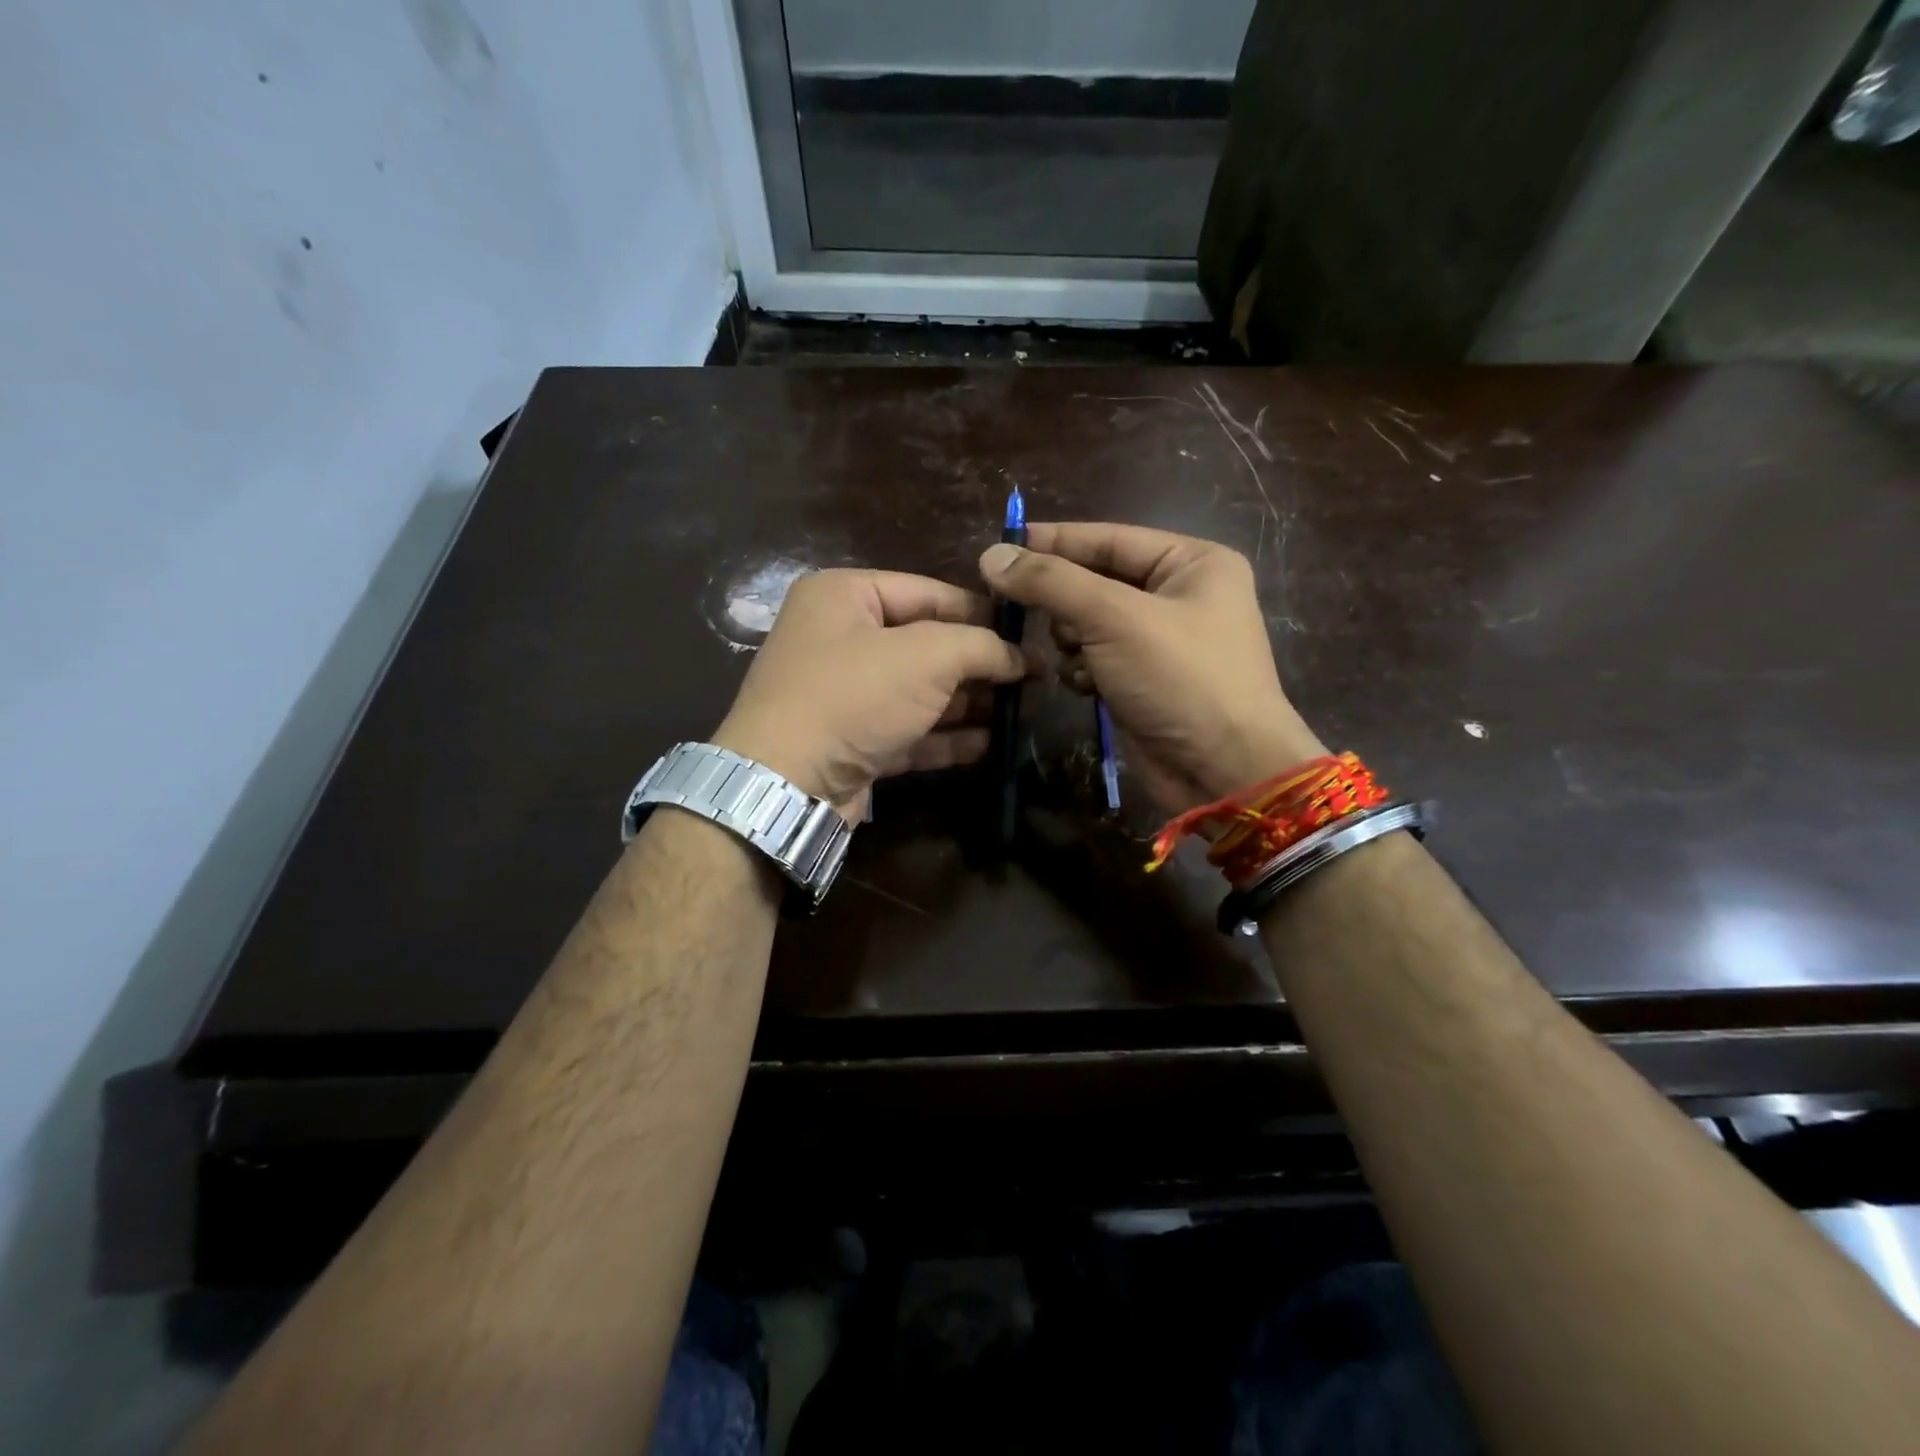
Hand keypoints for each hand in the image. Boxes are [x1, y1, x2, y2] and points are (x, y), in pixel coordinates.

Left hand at [711, 568, 1025, 817]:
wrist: (788, 783)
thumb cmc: (855, 696)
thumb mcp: (927, 656)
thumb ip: (981, 645)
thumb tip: (1020, 656)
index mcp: (844, 596)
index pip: (929, 592)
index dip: (982, 612)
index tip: (1028, 633)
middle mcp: (840, 639)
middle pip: (926, 644)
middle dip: (978, 663)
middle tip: (1031, 678)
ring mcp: (845, 694)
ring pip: (920, 692)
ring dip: (968, 702)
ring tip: (1018, 711)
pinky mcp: (853, 741)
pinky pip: (909, 730)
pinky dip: (946, 736)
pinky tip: (988, 744)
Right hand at [979, 522, 1324, 813]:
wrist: (1222, 770)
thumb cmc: (1180, 678)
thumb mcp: (1114, 618)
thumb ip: (1051, 582)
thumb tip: (991, 555)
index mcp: (1192, 563)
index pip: (1109, 538)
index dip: (1054, 541)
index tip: (1000, 546)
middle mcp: (1179, 596)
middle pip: (1096, 581)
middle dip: (1064, 601)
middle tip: (1024, 611)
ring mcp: (1161, 642)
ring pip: (1090, 623)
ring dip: (1072, 639)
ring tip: (1074, 654)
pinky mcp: (1144, 681)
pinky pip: (1096, 659)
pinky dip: (1084, 669)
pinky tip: (1086, 685)